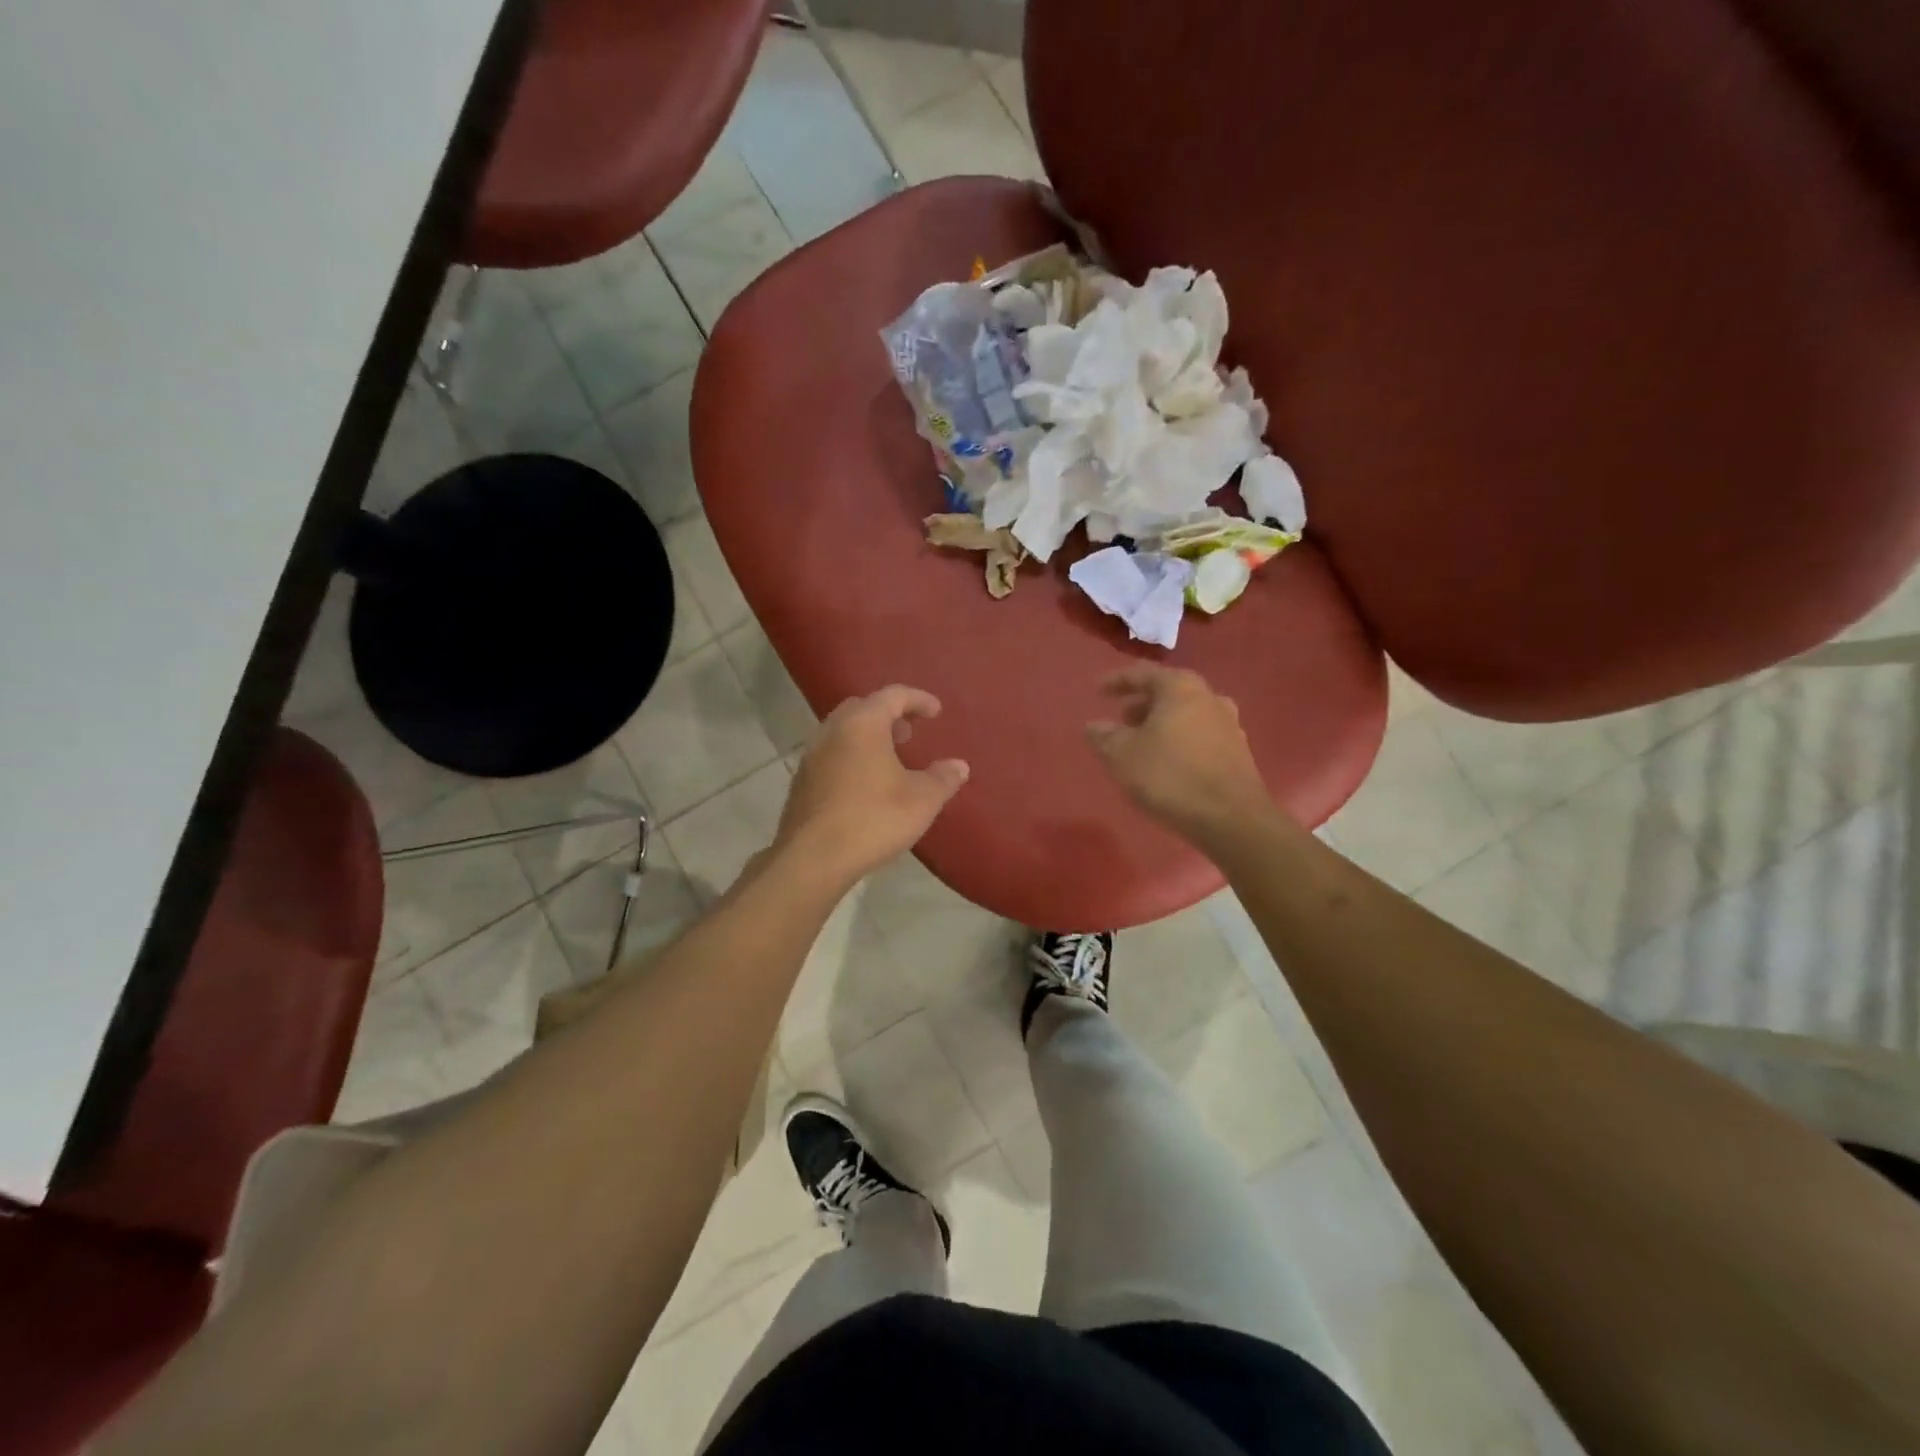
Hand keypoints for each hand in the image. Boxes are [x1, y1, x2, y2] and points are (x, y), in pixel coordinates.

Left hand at [774, 686, 969, 888]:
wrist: (812, 858)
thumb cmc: (873, 819)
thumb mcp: (922, 800)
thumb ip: (943, 778)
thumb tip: (959, 766)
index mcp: (863, 724)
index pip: (893, 696)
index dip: (918, 700)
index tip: (936, 711)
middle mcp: (833, 731)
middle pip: (862, 708)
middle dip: (888, 715)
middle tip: (909, 732)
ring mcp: (812, 756)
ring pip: (843, 732)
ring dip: (868, 737)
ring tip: (890, 758)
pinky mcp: (802, 782)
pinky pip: (831, 755)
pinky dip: (851, 756)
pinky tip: (865, 784)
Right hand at [1086, 665, 1273, 843]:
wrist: (1230, 818)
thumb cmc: (1169, 776)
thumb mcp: (1122, 756)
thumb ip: (1104, 736)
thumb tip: (1094, 726)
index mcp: (1180, 688)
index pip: (1143, 673)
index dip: (1116, 681)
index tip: (1097, 691)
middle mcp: (1209, 698)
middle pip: (1169, 691)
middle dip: (1142, 703)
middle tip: (1121, 718)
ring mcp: (1228, 724)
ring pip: (1186, 714)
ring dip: (1162, 722)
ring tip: (1141, 741)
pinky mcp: (1238, 752)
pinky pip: (1199, 735)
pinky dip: (1179, 739)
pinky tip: (1167, 760)